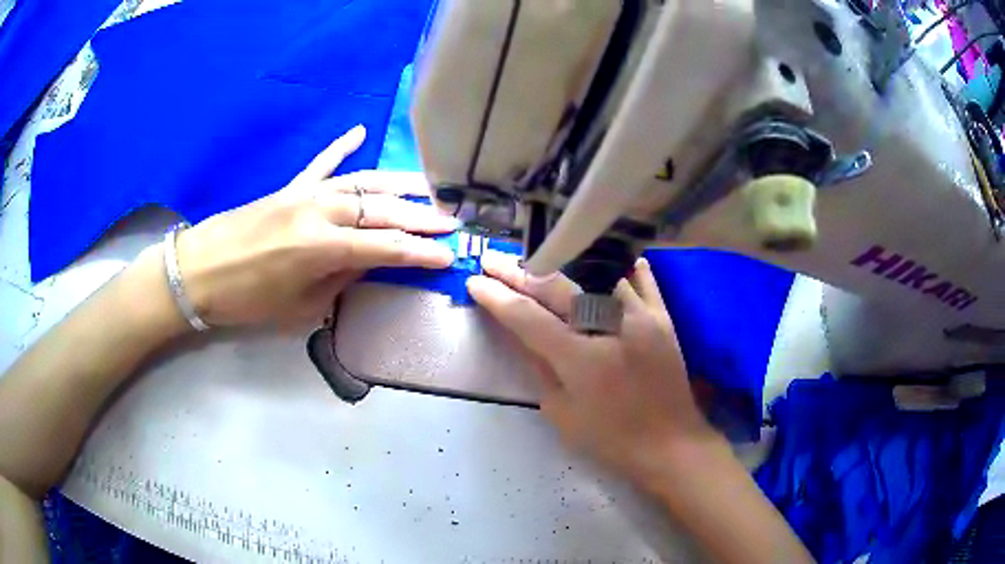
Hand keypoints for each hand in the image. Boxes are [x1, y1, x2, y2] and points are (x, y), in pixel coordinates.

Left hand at [176, 126, 457, 327]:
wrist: (199, 271)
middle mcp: (320, 212)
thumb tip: (369, 265)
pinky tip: (359, 131)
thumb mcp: (299, 307)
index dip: (420, 252)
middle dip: (420, 218)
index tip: (449, 255)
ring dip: (399, 185)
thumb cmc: (247, 300)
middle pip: (381, 210)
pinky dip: (341, 147)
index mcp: (322, 248)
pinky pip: (322, 164)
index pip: (386, 247)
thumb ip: (340, 281)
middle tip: (452, 222)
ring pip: (363, 183)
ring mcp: (305, 194)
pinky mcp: (290, 188)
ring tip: (429, 188)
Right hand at [467, 254, 723, 486]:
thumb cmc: (611, 440)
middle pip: (557, 289)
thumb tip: (522, 335)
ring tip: (539, 259)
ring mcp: (641, 318)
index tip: (475, 281)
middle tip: (494, 261)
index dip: (497, 298)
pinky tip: (614, 258)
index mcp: (580, 358)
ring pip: (596, 276)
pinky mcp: (663, 319)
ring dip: (563, 267)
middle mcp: (609, 327)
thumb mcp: (563, 414)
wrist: (670, 445)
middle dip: (519, 273)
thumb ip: (540, 369)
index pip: (527, 318)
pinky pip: (643, 283)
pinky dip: (626, 270)